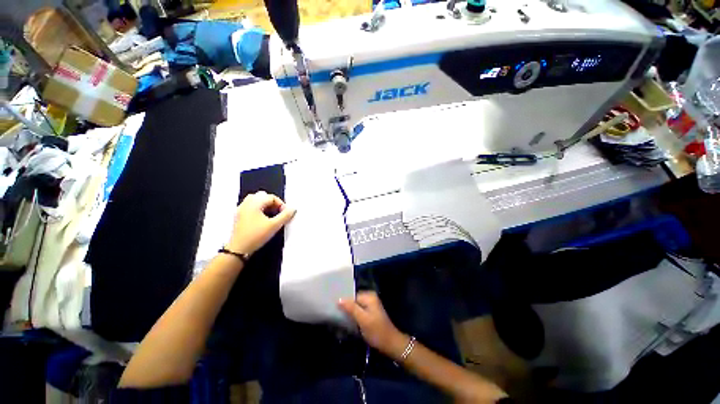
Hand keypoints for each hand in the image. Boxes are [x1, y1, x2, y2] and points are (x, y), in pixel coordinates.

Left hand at [227, 191, 295, 255]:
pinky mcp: (239, 216)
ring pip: (256, 201)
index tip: (285, 214)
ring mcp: (241, 210)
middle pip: (263, 196)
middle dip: (273, 203)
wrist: (238, 249)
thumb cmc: (256, 236)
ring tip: (271, 216)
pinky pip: (250, 207)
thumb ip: (285, 215)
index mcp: (254, 203)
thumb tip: (293, 209)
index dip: (281, 204)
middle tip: (278, 213)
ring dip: (266, 206)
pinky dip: (259, 209)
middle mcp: (246, 203)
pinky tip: (263, 220)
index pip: (271, 197)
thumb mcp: (274, 225)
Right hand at [339, 291, 408, 360]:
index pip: (352, 295)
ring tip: (338, 319)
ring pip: (355, 307)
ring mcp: (370, 305)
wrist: (390, 344)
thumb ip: (351, 308)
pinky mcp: (369, 313)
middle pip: (353, 300)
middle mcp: (370, 298)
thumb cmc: (377, 331)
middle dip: (345, 307)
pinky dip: (353, 316)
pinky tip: (346, 322)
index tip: (333, 308)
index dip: (343, 302)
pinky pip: (358, 311)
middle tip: (334, 314)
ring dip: (348, 313)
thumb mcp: (363, 319)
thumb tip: (339, 299)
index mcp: (369, 296)